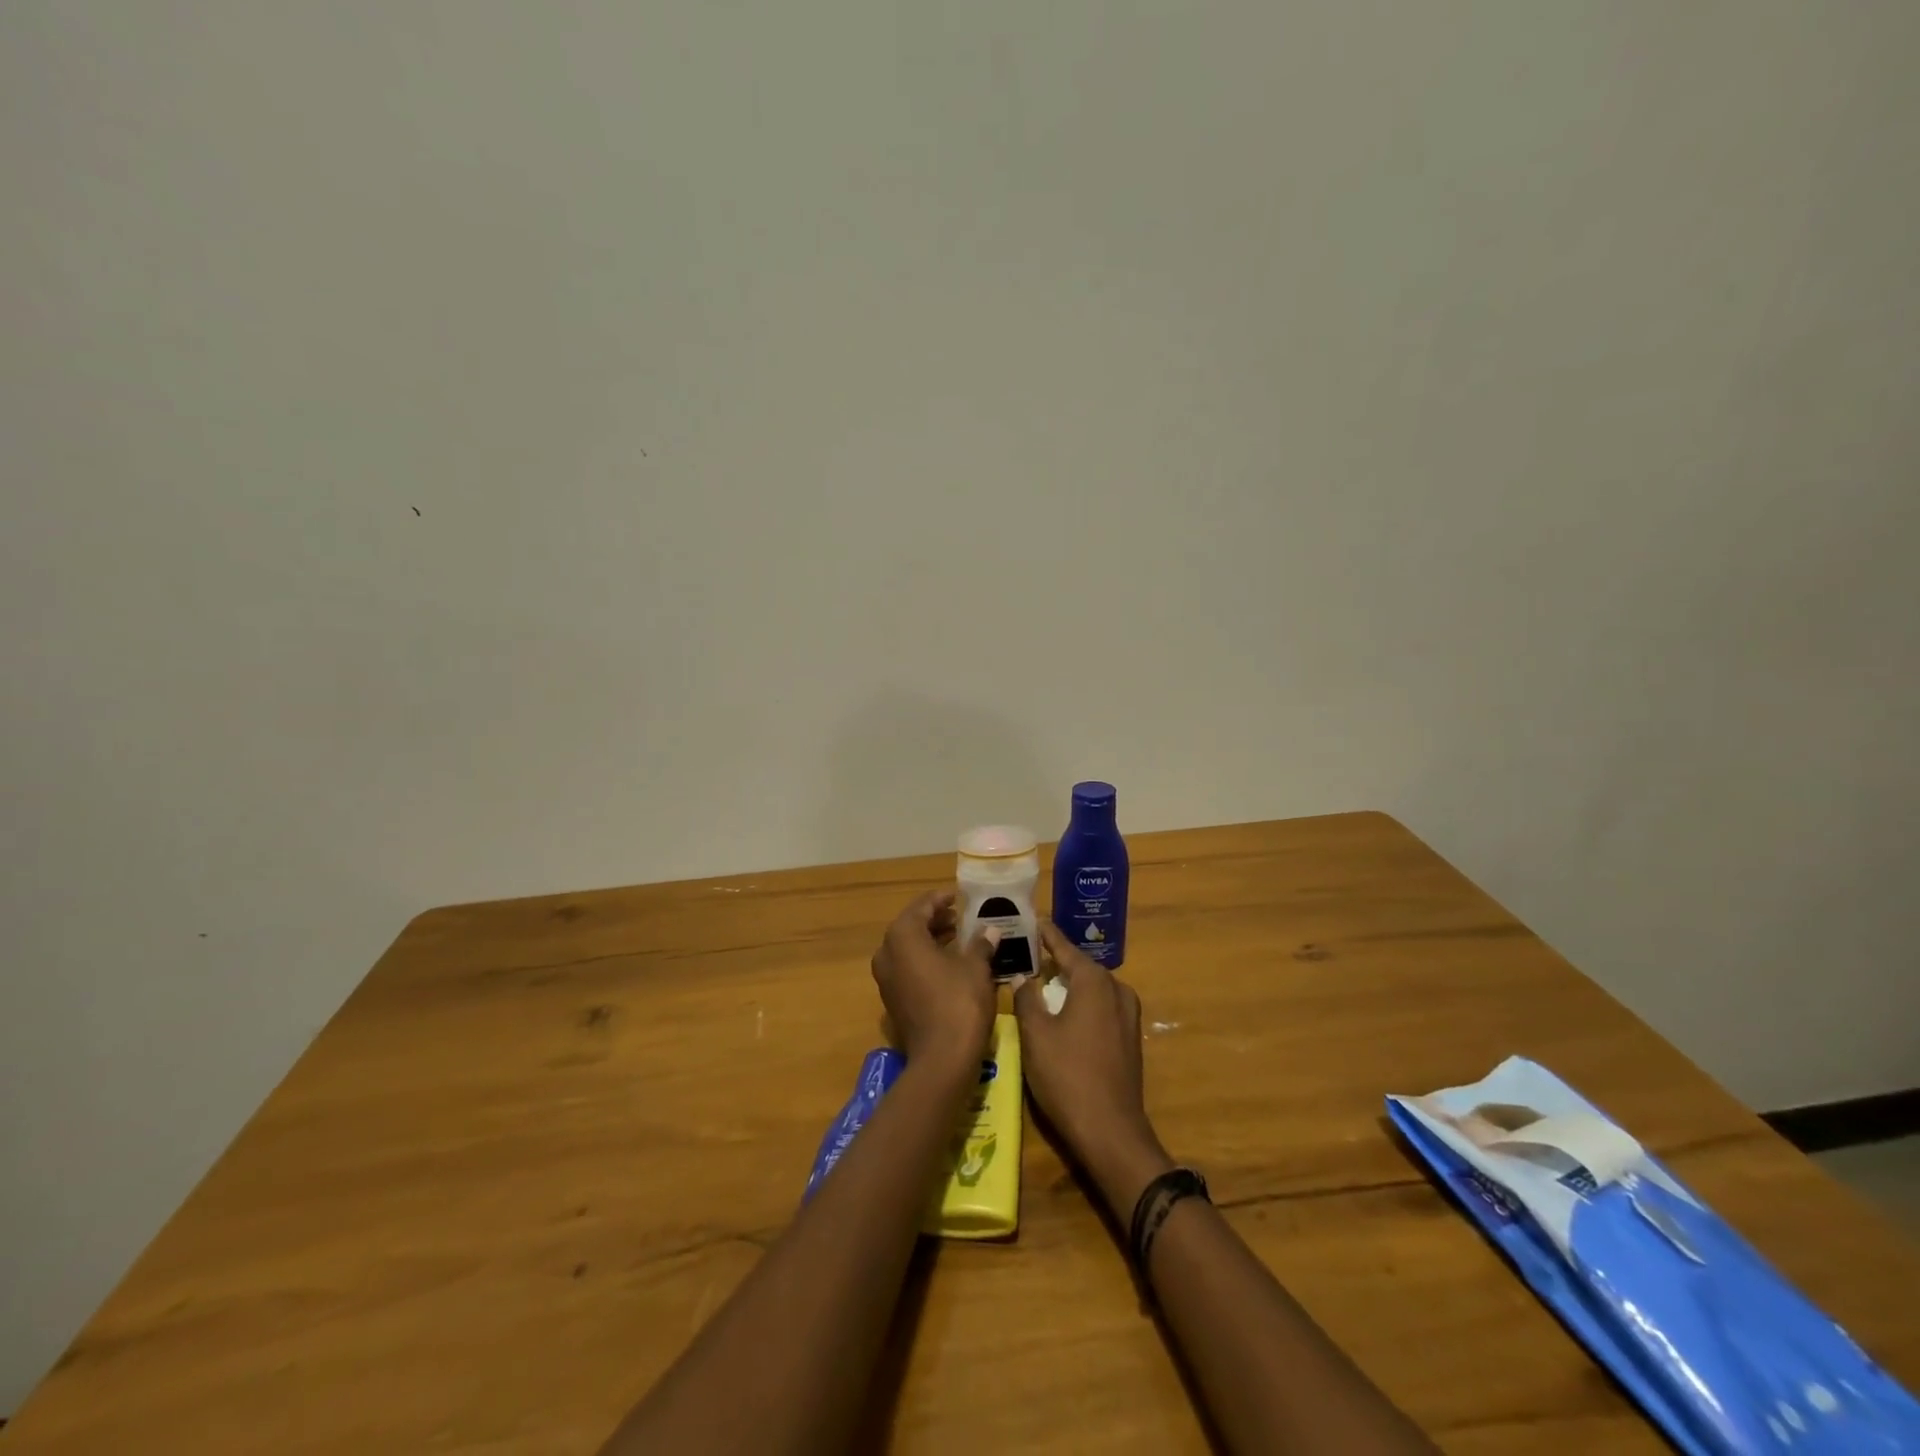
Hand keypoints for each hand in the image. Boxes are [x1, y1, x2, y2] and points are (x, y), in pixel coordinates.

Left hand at [870, 889, 996, 1078]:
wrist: (941, 1060)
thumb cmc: (959, 1003)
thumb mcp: (976, 968)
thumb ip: (981, 944)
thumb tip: (990, 931)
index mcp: (903, 936)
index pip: (922, 906)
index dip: (942, 899)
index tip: (960, 897)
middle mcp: (887, 953)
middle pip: (912, 926)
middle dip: (937, 920)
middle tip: (962, 917)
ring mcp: (886, 978)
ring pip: (909, 948)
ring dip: (932, 940)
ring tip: (961, 938)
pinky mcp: (893, 999)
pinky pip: (908, 968)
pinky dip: (927, 960)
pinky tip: (952, 965)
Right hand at [1013, 922, 1172, 1214]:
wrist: (1110, 1131)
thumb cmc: (1068, 1076)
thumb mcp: (1036, 1034)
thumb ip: (1027, 998)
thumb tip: (1022, 976)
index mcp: (1094, 981)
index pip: (1064, 947)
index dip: (1046, 934)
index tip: (1031, 919)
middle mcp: (1117, 990)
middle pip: (1080, 966)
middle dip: (1055, 960)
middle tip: (1027, 953)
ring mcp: (1127, 1015)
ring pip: (1092, 988)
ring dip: (1068, 984)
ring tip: (1040, 981)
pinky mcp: (1129, 1039)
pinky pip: (1101, 1007)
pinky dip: (1080, 1003)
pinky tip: (1062, 1013)